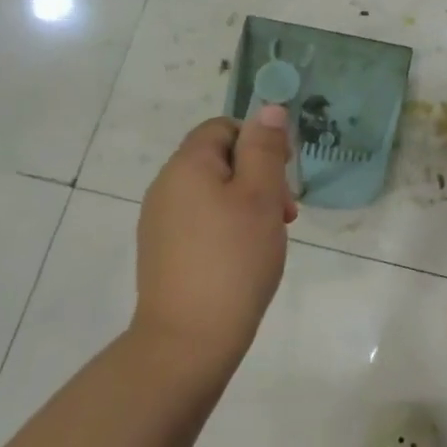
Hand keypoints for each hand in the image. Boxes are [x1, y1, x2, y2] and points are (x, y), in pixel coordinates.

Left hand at [134, 107, 296, 373]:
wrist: (189, 338)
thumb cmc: (234, 258)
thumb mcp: (261, 196)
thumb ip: (265, 148)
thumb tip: (269, 109)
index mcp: (187, 166)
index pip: (223, 127)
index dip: (258, 141)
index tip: (284, 174)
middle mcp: (166, 187)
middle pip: (218, 159)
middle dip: (259, 175)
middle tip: (286, 212)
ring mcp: (161, 221)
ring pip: (213, 192)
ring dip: (248, 203)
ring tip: (271, 236)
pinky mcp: (164, 251)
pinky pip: (202, 220)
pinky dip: (229, 227)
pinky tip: (246, 255)